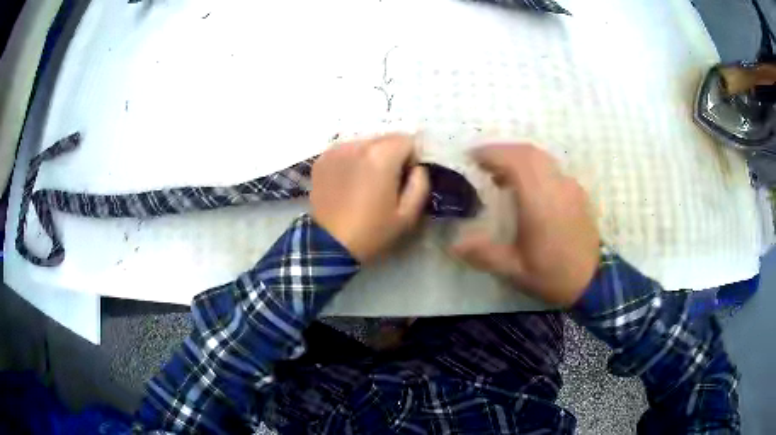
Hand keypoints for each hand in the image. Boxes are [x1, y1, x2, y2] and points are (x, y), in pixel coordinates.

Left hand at [310, 133, 429, 262]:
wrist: (329, 244)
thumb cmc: (372, 231)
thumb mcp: (408, 214)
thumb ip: (421, 183)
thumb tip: (417, 167)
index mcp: (381, 156)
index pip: (408, 140)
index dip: (412, 158)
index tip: (405, 179)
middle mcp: (358, 145)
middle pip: (386, 138)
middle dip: (391, 155)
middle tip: (386, 182)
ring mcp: (337, 150)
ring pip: (365, 143)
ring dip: (371, 156)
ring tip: (365, 183)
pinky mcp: (322, 159)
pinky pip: (346, 151)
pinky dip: (352, 160)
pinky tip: (348, 182)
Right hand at [453, 144, 599, 306]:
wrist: (593, 280)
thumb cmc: (552, 275)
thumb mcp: (514, 270)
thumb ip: (483, 253)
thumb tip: (453, 243)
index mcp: (539, 201)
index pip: (514, 161)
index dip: (491, 153)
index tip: (471, 156)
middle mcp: (556, 185)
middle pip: (528, 152)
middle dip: (502, 151)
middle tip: (482, 162)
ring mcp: (569, 186)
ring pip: (542, 157)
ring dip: (518, 157)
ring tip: (501, 173)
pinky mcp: (577, 192)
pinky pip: (552, 168)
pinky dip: (534, 166)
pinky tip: (527, 185)